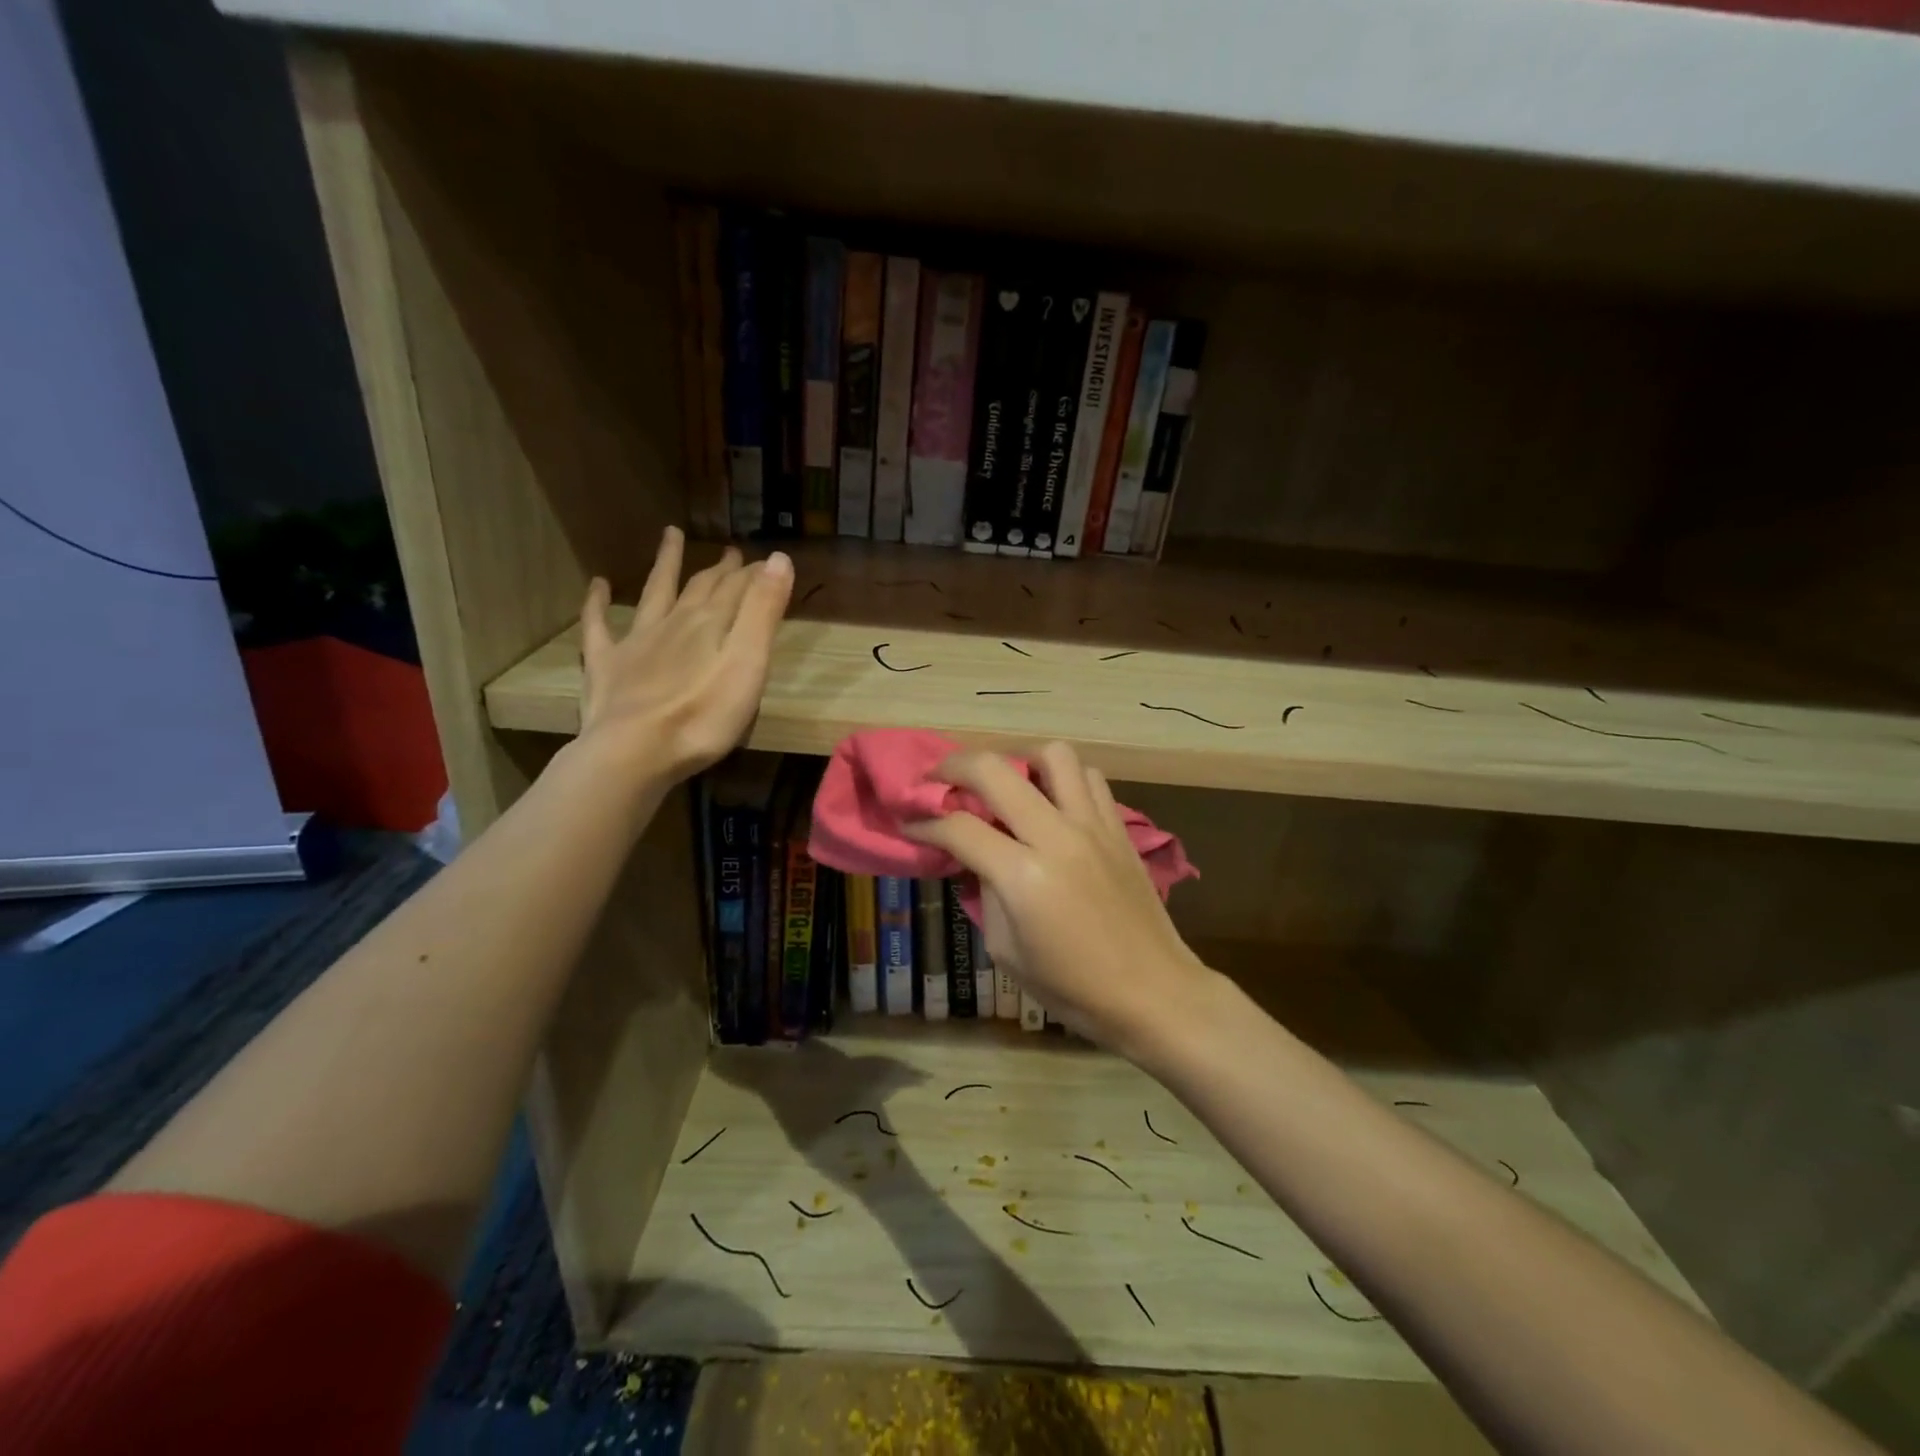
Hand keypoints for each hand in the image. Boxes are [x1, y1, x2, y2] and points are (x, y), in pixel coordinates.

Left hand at [576, 528, 792, 784]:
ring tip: (670, 536)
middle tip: (732, 553)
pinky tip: (598, 585)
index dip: (755, 573)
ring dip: (664, 564)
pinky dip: (598, 603)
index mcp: (710, 624)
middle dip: (720, 570)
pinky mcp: (606, 666)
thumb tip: (778, 558)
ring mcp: (636, 642)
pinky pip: (598, 626)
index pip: (737, 588)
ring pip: (654, 593)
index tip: (769, 560)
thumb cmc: (704, 716)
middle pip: (700, 588)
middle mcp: (673, 622)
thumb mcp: (748, 663)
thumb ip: (763, 612)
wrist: (635, 752)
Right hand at [905, 741, 1210, 1057]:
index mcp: (1024, 877)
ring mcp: (1093, 826)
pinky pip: (1089, 778)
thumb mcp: (1006, 951)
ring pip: (1053, 755)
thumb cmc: (1073, 987)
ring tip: (1005, 780)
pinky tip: (1051, 800)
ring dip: (1018, 759)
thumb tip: (975, 860)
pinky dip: (1063, 778)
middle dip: (954, 767)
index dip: (924, 823)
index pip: (960, 828)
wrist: (1153, 992)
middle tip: (938, 779)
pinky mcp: (1119, 828)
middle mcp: (1057, 837)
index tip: (909, 823)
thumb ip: (986, 894)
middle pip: (995, 770)